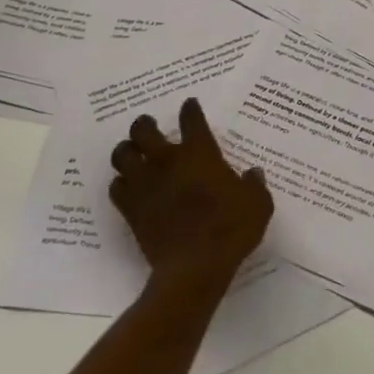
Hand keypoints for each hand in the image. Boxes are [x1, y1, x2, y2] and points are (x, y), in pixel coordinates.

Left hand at [109, 98, 273, 295]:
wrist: (195, 267)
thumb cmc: (231, 229)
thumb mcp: (258, 204)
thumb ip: (254, 185)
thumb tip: (253, 174)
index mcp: (199, 153)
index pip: (191, 119)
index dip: (190, 109)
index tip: (190, 106)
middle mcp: (167, 161)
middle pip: (143, 129)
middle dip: (145, 124)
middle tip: (150, 126)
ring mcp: (145, 184)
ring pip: (122, 155)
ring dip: (127, 150)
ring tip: (133, 153)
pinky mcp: (131, 209)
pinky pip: (116, 187)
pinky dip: (121, 183)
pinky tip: (128, 186)